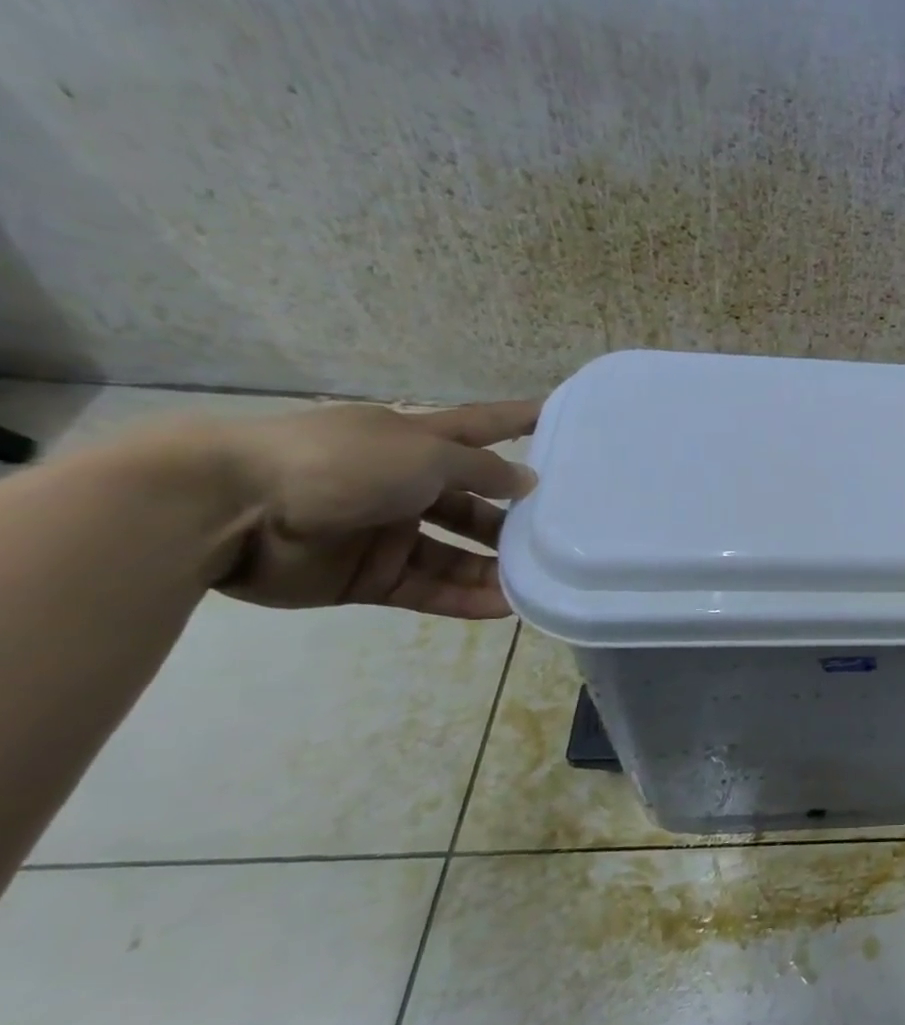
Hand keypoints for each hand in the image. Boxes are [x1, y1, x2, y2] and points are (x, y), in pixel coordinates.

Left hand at [212, 400, 540, 617]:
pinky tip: (502, 608)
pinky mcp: (366, 575)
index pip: (480, 428)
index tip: (557, 416)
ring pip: (453, 553)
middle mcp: (404, 485)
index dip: (518, 421)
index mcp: (414, 443)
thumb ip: (482, 471)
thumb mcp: (425, 455)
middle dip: (512, 519)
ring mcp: (384, 532)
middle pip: (472, 503)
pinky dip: (462, 598)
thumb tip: (527, 482)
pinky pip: (426, 588)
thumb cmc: (340, 462)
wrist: (228, 508)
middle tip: (558, 537)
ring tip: (536, 583)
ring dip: (492, 567)